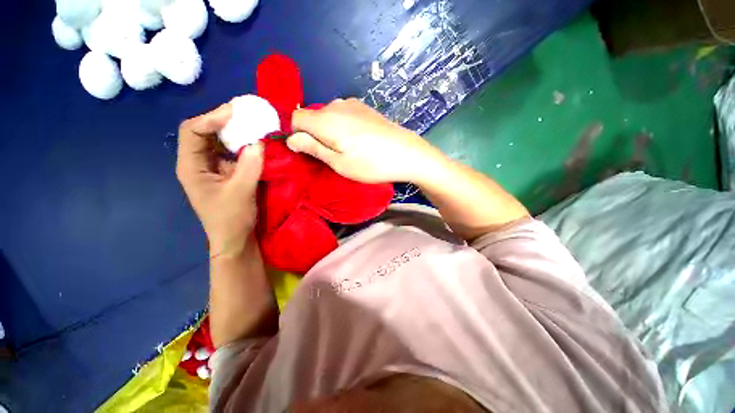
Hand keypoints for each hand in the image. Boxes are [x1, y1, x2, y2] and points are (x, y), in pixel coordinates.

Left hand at [176, 103, 263, 256]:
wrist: (235, 238)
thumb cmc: (232, 218)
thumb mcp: (241, 191)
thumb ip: (250, 165)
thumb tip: (259, 142)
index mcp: (190, 166)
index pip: (193, 131)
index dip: (211, 118)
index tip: (235, 113)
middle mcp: (196, 162)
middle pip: (202, 131)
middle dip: (222, 120)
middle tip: (244, 113)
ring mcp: (210, 167)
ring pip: (216, 140)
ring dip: (232, 130)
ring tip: (250, 123)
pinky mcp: (223, 171)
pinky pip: (229, 151)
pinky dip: (240, 143)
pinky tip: (253, 141)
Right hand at [287, 98, 444, 183]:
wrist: (407, 153)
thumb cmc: (371, 164)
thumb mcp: (339, 163)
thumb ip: (312, 148)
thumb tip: (291, 138)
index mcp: (325, 119)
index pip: (295, 118)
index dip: (296, 135)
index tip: (308, 152)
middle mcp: (336, 105)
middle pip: (312, 116)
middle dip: (314, 134)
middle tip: (331, 155)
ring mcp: (352, 104)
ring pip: (328, 115)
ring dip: (329, 131)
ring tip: (347, 149)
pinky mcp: (364, 107)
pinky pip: (343, 114)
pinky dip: (342, 126)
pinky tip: (358, 140)